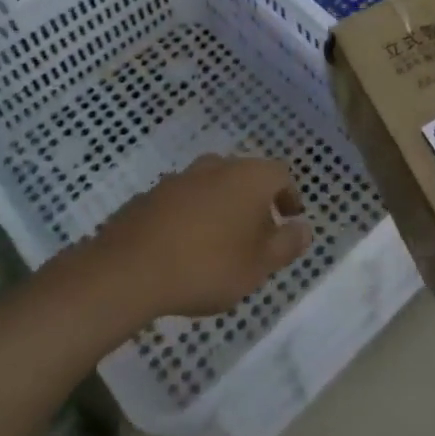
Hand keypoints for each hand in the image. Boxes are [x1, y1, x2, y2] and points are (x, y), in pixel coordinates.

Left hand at [92, 155, 312, 319]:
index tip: (290, 219)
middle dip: (255, 202)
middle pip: (245, 177)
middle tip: (257, 235)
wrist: (130, 269)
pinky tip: (185, 247)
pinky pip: (183, 201)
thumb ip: (286, 245)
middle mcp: (216, 166)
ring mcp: (180, 178)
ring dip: (221, 208)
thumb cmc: (208, 265)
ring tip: (220, 244)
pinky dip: (191, 217)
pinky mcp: (150, 195)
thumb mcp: (259, 265)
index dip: (289, 196)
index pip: (281, 174)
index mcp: (249, 176)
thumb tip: (304, 228)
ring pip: (212, 187)